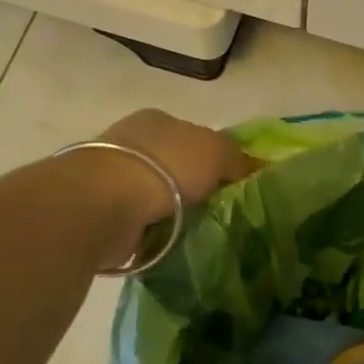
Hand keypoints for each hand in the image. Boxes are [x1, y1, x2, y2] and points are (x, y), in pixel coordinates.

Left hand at [97, 108, 257, 230]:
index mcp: (158, 120)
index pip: (194, 136)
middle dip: (197, 187)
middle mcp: (133, 144)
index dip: (217, 157)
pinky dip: (159, 233)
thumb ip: (239, 160)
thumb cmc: (165, 165)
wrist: (105, 202)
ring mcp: (116, 178)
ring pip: (160, 196)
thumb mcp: (217, 152)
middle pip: (177, 166)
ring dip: (178, 213)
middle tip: (225, 211)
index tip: (235, 183)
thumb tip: (259, 168)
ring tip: (205, 233)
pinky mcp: (105, 211)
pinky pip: (144, 223)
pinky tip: (177, 243)